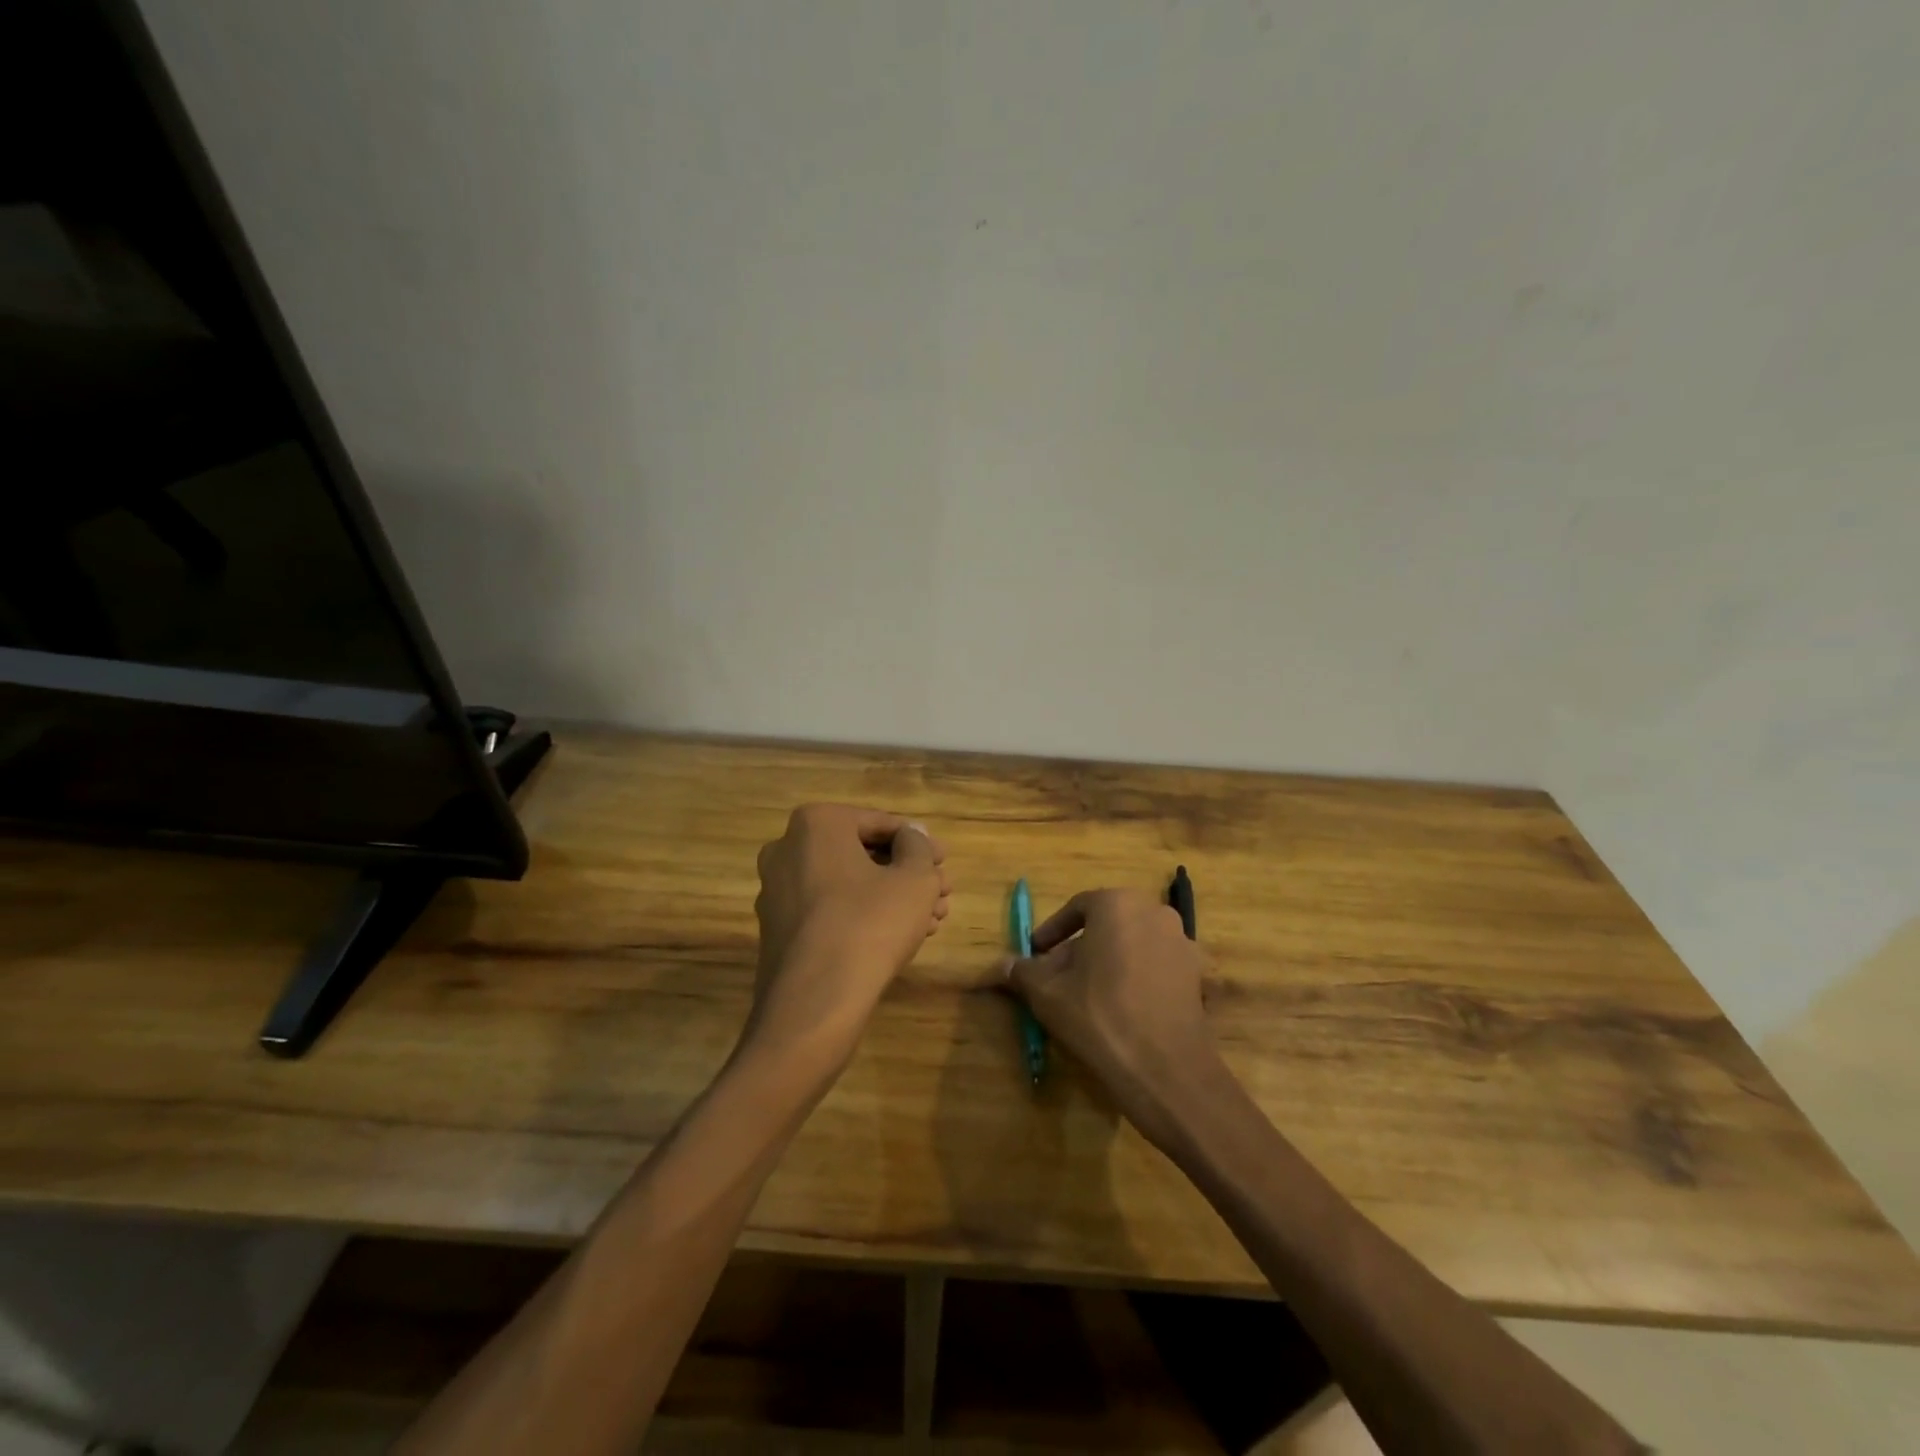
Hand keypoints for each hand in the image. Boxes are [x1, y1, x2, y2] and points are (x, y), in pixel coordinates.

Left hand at [747, 805, 950, 1065]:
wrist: (815, 1002)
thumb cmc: (870, 924)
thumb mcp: (914, 879)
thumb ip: (918, 847)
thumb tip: (911, 837)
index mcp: (815, 824)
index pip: (879, 823)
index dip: (919, 842)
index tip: (944, 862)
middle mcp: (786, 850)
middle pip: (862, 854)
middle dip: (906, 872)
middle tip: (940, 892)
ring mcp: (776, 892)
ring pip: (847, 884)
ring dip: (890, 896)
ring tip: (930, 919)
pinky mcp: (778, 930)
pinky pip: (828, 909)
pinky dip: (863, 915)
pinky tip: (898, 936)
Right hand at [1004, 889, 1226, 1145]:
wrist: (1164, 1069)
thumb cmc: (1099, 1017)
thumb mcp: (1047, 993)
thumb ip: (1022, 972)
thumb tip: (999, 966)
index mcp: (1117, 904)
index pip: (1077, 907)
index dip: (1052, 931)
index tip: (1036, 954)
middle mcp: (1154, 912)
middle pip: (1106, 924)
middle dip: (1080, 948)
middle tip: (1057, 977)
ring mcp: (1181, 942)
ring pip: (1132, 944)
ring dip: (1108, 962)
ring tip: (1086, 996)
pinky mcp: (1197, 974)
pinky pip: (1155, 966)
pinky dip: (1135, 978)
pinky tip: (1121, 1009)